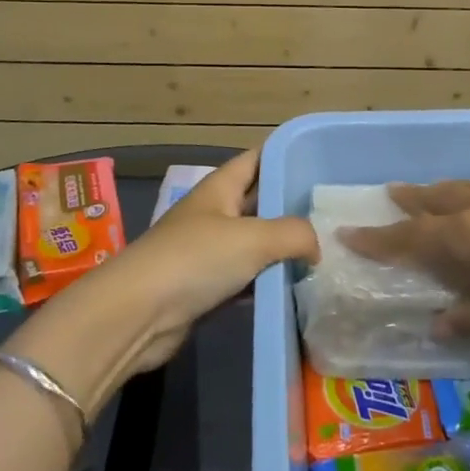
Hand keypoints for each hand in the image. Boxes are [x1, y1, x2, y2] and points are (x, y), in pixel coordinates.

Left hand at [17, 149, 316, 408]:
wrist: (137, 314)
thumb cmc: (194, 259)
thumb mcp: (253, 238)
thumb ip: (294, 234)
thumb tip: (317, 245)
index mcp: (220, 187)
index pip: (257, 159)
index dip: (286, 156)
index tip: (320, 162)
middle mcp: (214, 212)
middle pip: (259, 201)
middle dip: (291, 206)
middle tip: (333, 214)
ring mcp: (207, 250)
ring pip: (254, 242)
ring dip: (282, 248)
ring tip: (325, 252)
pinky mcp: (204, 287)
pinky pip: (244, 278)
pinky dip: (266, 282)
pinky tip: (293, 289)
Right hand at [340, 182, 469, 356]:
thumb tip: (441, 321)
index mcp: (466, 237)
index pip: (409, 237)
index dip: (378, 239)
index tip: (349, 234)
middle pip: (436, 200)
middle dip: (411, 201)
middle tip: (391, 195)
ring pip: (467, 190)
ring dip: (444, 193)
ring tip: (434, 195)